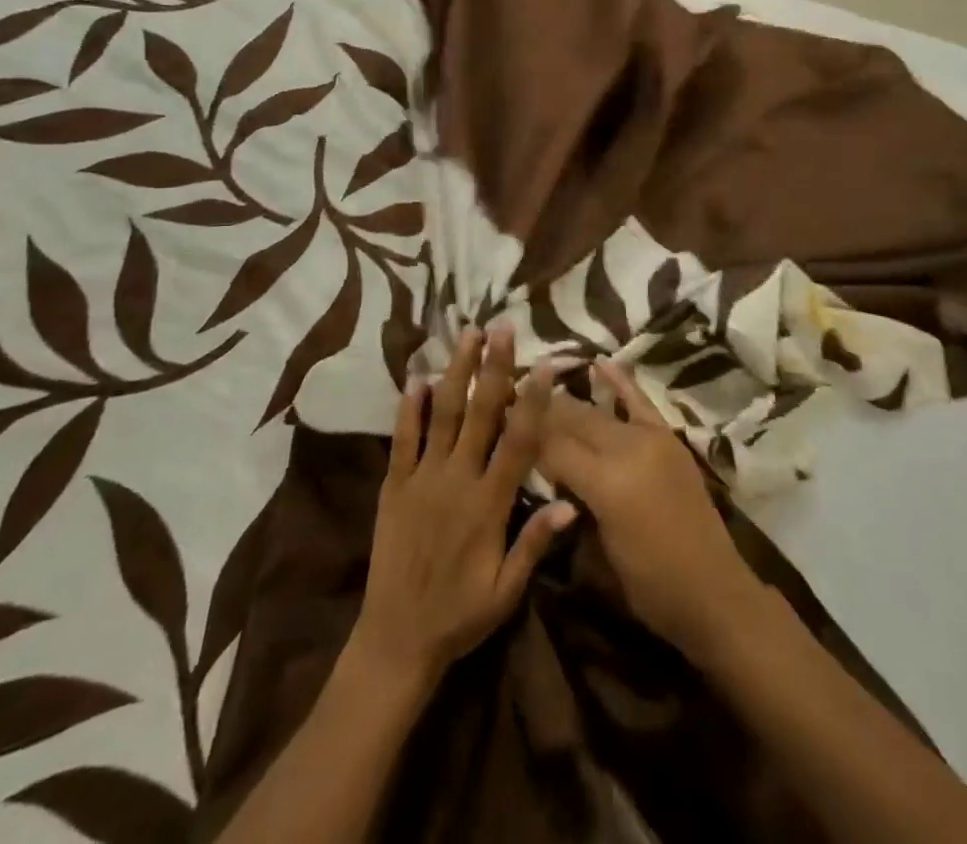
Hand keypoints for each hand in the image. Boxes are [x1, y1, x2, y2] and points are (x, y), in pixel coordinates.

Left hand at [348, 327, 575, 694]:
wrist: (395, 639)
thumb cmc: (460, 615)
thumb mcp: (506, 590)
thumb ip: (535, 542)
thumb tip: (572, 502)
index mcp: (489, 504)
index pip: (518, 440)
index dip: (533, 400)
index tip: (544, 364)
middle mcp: (457, 480)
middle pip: (480, 413)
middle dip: (493, 367)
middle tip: (502, 326)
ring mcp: (422, 479)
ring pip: (442, 414)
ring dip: (456, 372)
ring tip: (467, 335)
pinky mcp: (394, 485)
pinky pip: (402, 440)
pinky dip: (408, 408)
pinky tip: (415, 378)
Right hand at [537, 363, 764, 659]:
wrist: (713, 591)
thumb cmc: (649, 587)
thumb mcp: (596, 555)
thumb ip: (571, 506)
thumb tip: (548, 473)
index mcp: (606, 484)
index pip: (552, 447)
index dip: (523, 433)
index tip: (497, 418)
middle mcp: (627, 450)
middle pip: (573, 421)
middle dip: (539, 411)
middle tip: (508, 400)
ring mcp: (651, 439)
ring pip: (599, 412)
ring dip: (568, 401)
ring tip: (538, 387)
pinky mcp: (669, 438)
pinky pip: (639, 402)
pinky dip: (619, 381)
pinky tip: (598, 362)